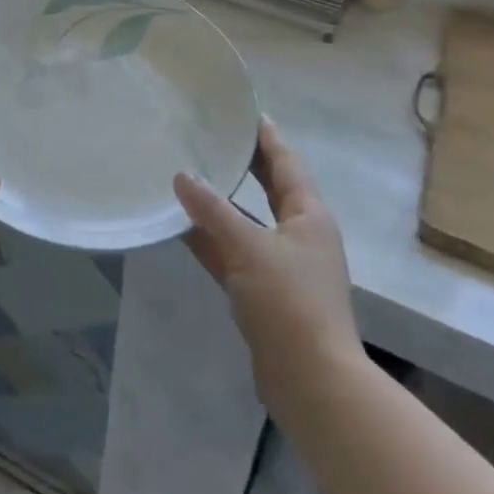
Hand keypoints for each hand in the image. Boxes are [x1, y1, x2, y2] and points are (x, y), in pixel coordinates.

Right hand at [174, 119, 356, 396]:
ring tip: (190, 174)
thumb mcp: (248, 248)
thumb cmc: (289, 302)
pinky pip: (235, 253)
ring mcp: (284, 265)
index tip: (246, 111)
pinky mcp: (266, 293)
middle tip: (214, 136)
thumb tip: (181, 175)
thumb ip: (212, 211)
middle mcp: (300, 234)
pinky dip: (212, 239)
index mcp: (308, 215)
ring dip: (222, 203)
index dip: (267, 137)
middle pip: (270, 188)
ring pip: (248, 221)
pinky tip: (182, 228)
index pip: (286, 162)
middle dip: (246, 164)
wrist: (312, 382)